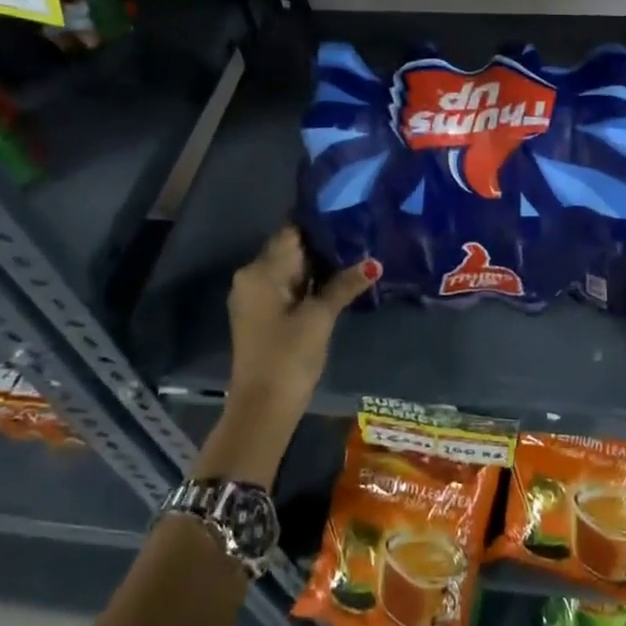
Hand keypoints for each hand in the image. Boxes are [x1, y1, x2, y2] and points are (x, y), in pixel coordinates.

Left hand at [197, 228, 374, 486]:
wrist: (262, 408)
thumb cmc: (288, 355)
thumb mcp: (320, 317)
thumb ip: (344, 285)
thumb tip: (374, 263)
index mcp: (260, 271)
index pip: (291, 233)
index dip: (320, 225)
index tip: (349, 217)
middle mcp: (251, 278)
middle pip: (289, 250)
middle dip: (322, 246)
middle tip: (359, 236)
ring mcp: (253, 298)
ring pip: (289, 270)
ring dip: (317, 267)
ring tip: (354, 256)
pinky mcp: (260, 316)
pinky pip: (285, 288)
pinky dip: (307, 284)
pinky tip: (335, 284)